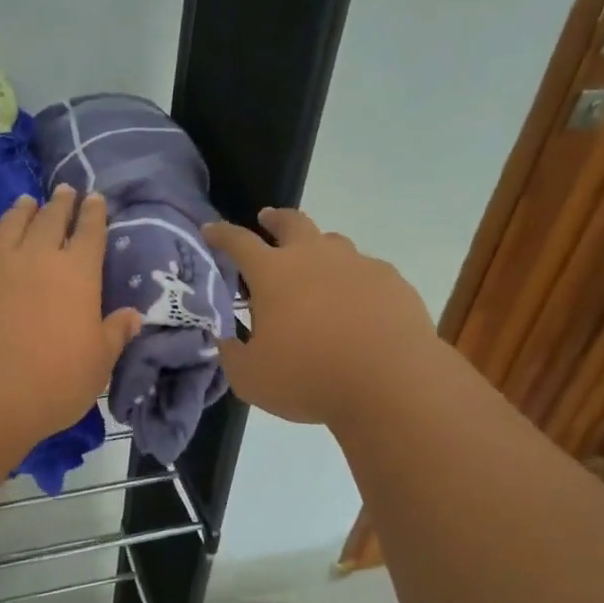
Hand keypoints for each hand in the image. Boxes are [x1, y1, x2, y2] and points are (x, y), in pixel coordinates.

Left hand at [0, 186, 142, 446]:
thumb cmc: (53, 383)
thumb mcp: (98, 364)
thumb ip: (115, 334)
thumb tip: (133, 315)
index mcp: (77, 273)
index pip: (90, 232)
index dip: (94, 213)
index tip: (95, 199)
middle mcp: (36, 257)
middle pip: (50, 219)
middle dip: (61, 203)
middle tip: (64, 191)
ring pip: (10, 225)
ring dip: (20, 211)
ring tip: (26, 202)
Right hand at [205, 208, 438, 426]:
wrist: (391, 383)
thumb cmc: (308, 377)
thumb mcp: (251, 378)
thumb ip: (233, 355)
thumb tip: (228, 342)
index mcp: (273, 274)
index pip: (238, 242)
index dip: (221, 235)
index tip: (211, 230)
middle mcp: (315, 257)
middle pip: (292, 222)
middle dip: (275, 219)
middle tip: (267, 221)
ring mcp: (358, 265)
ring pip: (334, 242)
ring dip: (318, 248)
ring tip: (315, 268)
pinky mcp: (392, 282)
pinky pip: (367, 271)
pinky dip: (353, 280)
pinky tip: (356, 304)